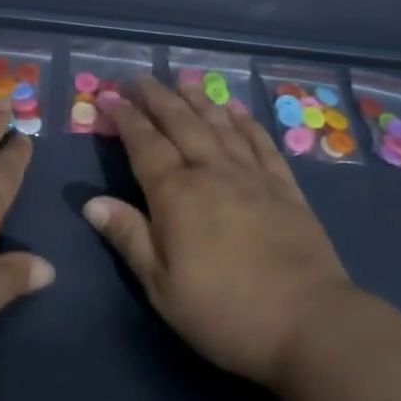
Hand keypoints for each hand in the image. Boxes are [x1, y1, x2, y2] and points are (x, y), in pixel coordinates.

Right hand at [84, 76, 352, 386]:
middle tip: (140, 78)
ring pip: (220, 125)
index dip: (126, 118)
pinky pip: (261, 143)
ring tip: (184, 80)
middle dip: (158, 98)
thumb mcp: (162, 286)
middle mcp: (212, 172)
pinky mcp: (285, 187)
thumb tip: (91, 202)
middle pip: (181, 123)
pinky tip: (237, 110)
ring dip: (199, 100)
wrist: (309, 322)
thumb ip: (129, 237)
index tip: (110, 96)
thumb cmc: (224, 311)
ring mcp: (252, 176)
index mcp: (177, 195)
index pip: (145, 144)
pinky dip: (246, 122)